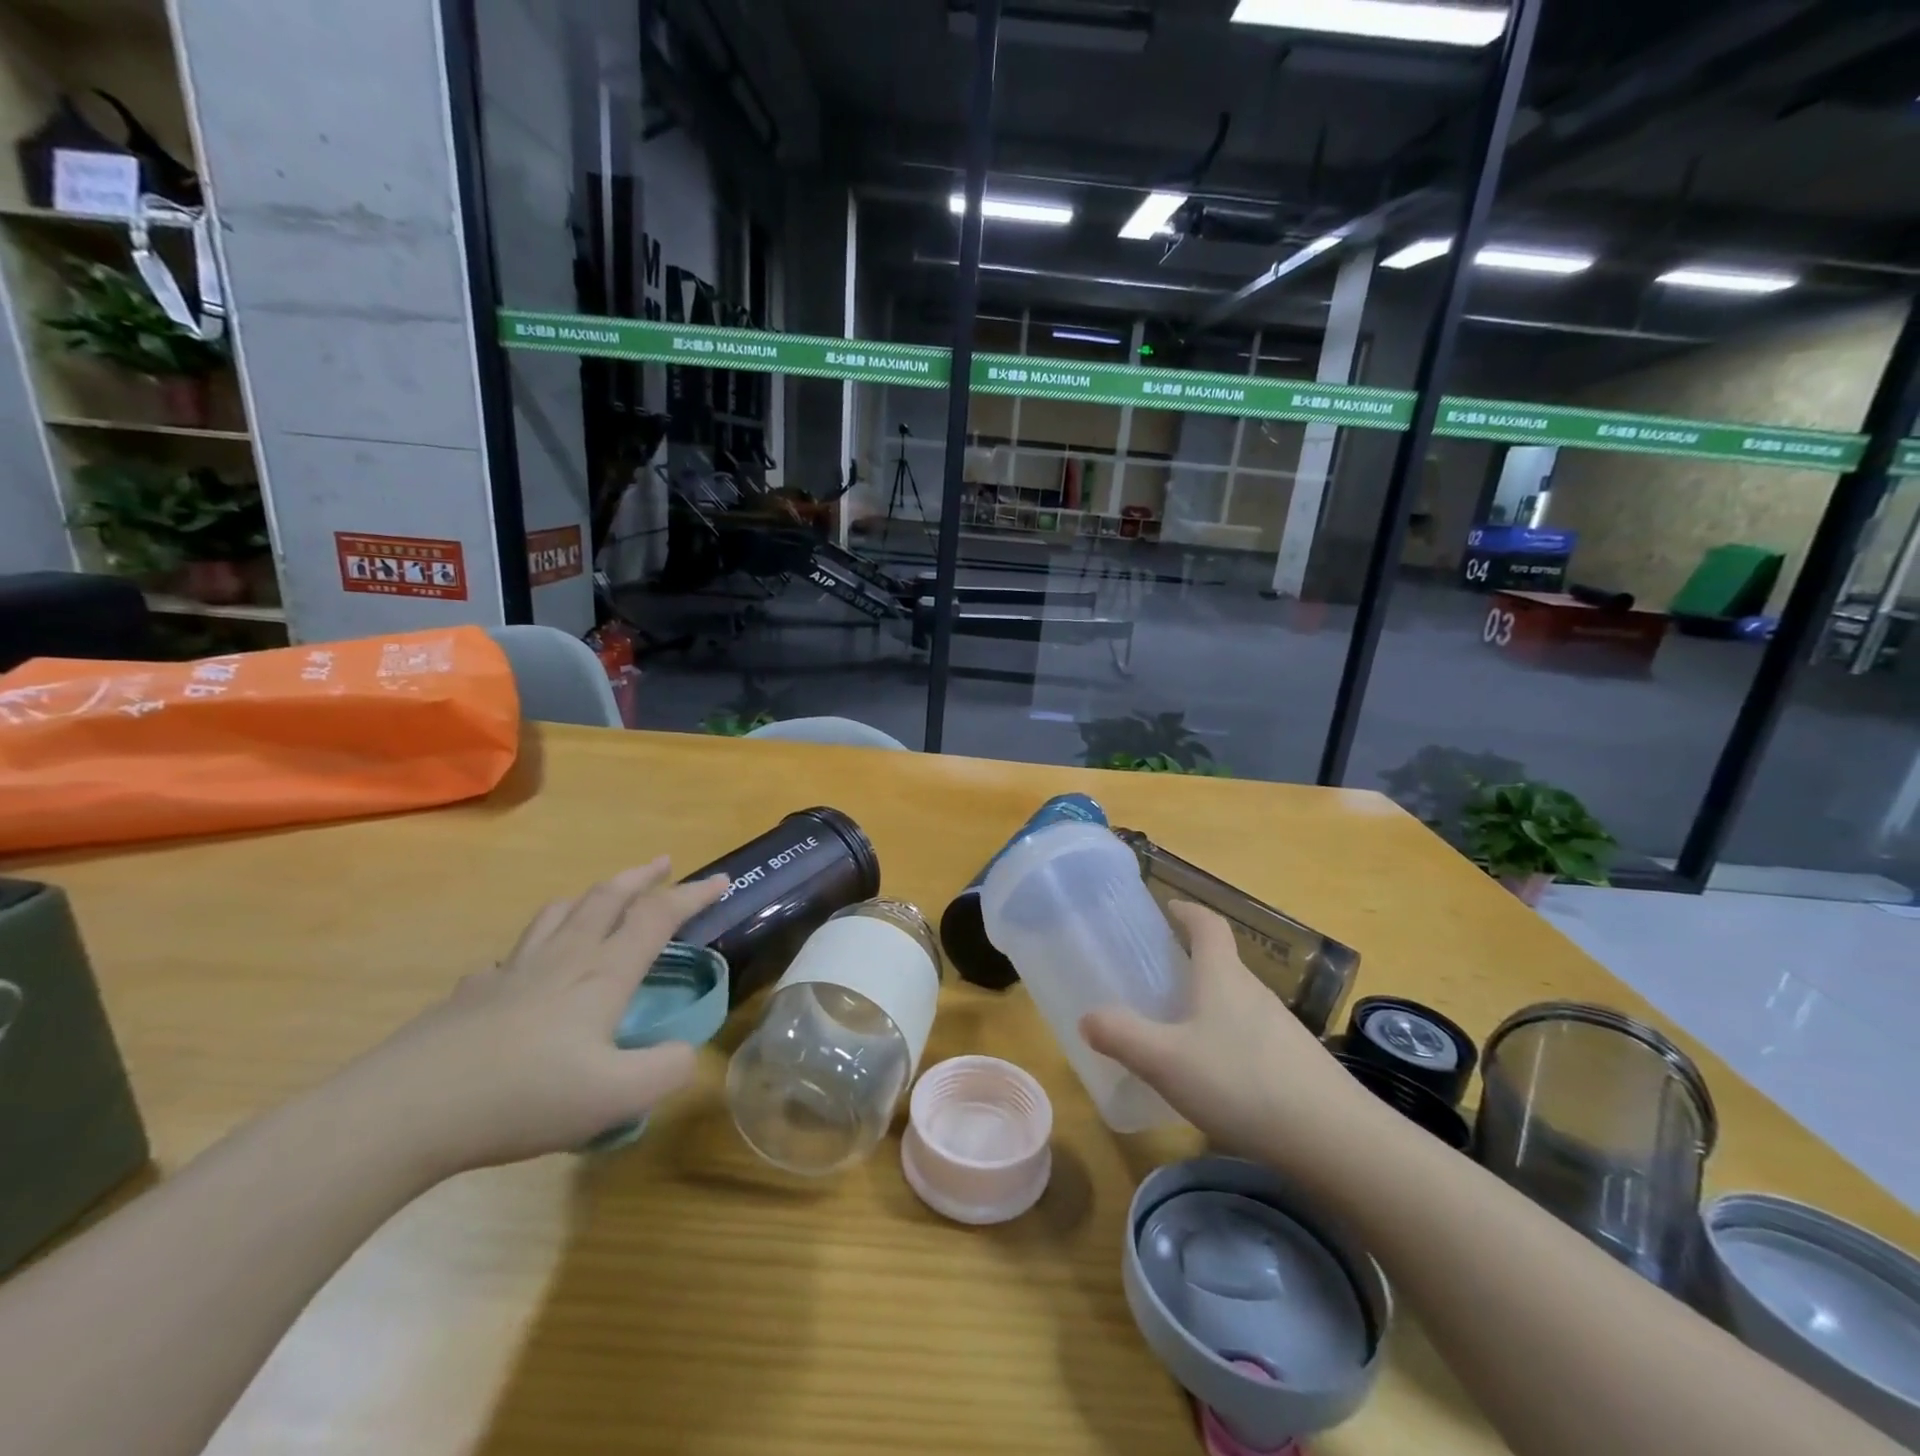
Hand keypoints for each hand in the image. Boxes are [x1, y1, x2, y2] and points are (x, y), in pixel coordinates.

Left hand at [341, 858, 727, 1176]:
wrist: (404, 1111)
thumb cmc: (521, 1097)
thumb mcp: (615, 1097)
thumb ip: (665, 1071)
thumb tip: (685, 1052)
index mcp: (601, 975)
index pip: (657, 918)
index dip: (692, 895)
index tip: (721, 880)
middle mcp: (561, 960)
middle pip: (606, 899)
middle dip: (641, 877)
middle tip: (663, 863)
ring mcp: (512, 973)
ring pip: (559, 915)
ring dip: (590, 897)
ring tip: (603, 898)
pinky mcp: (472, 994)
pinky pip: (515, 954)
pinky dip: (537, 945)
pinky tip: (528, 968)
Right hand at [1081, 901, 1388, 1177]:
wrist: (1335, 1140)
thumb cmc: (1241, 1082)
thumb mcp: (1166, 1060)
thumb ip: (1122, 1035)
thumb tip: (1088, 1017)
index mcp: (1223, 976)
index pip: (1208, 925)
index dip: (1187, 911)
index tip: (1167, 907)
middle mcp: (1255, 992)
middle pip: (1223, 962)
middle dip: (1191, 961)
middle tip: (1157, 976)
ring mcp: (1282, 1029)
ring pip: (1238, 1002)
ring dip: (1210, 1003)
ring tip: (1180, 1029)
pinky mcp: (1299, 1064)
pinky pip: (1254, 1037)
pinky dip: (1230, 1040)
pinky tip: (1218, 1077)